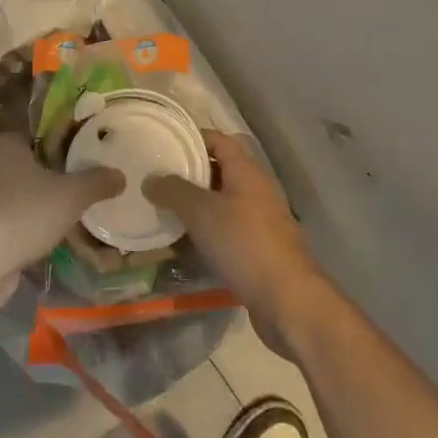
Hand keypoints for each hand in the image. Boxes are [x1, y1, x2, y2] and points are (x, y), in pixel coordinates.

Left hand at [0, 135, 123, 310]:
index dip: (58, 145)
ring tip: (66, 216)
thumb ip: (97, 182)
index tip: (80, 158)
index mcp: (6, 145)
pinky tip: (46, 239)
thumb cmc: (27, 211)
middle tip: (78, 188)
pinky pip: (8, 221)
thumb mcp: (72, 194)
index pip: (35, 136)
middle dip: (48, 177)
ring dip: (35, 205)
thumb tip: (120, 175)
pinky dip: (23, 228)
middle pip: (25, 166)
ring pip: (16, 195)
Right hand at [145, 131, 325, 355]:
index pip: (217, 140)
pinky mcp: (258, 248)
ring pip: (220, 203)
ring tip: (160, 209)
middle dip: (187, 173)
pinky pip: (225, 230)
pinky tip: (181, 243)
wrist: (287, 299)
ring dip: (193, 206)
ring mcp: (259, 220)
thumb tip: (150, 178)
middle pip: (218, 171)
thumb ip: (173, 191)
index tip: (161, 142)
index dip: (190, 137)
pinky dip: (204, 231)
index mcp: (246, 171)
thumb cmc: (244, 243)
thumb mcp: (201, 212)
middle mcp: (256, 189)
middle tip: (153, 178)